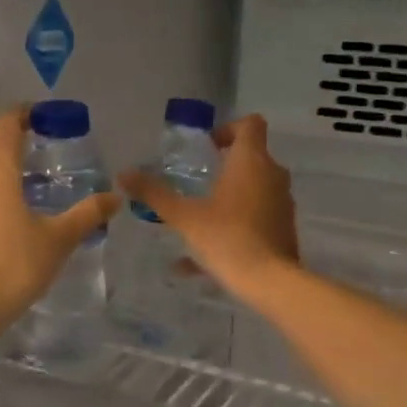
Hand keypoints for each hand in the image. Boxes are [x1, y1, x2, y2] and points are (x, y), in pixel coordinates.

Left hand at [0, 108, 119, 328]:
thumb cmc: (14, 263)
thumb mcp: (58, 239)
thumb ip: (86, 215)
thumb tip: (115, 198)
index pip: (7, 124)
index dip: (24, 115)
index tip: (41, 119)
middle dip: (19, 159)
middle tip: (47, 175)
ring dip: (2, 187)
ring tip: (28, 208)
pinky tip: (4, 237)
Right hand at [117, 114, 298, 299]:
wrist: (269, 282)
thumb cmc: (226, 237)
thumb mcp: (184, 216)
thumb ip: (154, 194)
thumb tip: (123, 174)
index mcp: (251, 162)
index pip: (250, 124)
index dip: (229, 129)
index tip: (208, 147)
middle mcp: (272, 176)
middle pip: (252, 157)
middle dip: (225, 166)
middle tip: (197, 181)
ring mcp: (282, 203)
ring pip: (255, 190)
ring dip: (229, 197)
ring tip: (198, 218)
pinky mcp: (284, 229)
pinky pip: (256, 218)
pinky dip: (234, 225)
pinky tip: (202, 258)